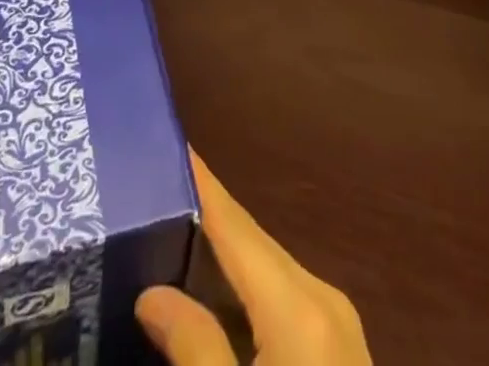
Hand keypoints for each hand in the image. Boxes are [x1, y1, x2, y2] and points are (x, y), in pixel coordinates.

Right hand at [137, 155, 371, 365]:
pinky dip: (242, 293)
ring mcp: (336, 324)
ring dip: (220, 256)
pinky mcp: (337, 351)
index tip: (170, 142)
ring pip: (265, 271)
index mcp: (299, 305)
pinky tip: (210, 298)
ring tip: (169, 234)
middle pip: (251, 243)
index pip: (236, 223)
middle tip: (151, 193)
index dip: (202, 182)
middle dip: (204, 217)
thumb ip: (194, 350)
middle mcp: (322, 298)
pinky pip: (279, 301)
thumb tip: (152, 294)